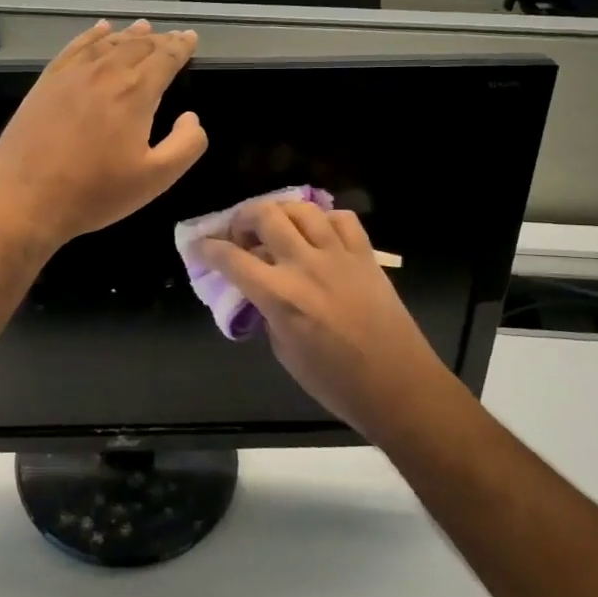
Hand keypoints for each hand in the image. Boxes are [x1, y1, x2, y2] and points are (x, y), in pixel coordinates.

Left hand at [0, 20, 207, 248]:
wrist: (25, 197)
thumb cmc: (95, 192)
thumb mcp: (155, 179)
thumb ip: (186, 145)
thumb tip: (192, 117)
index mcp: (135, 92)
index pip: (165, 58)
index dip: (181, 46)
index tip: (191, 38)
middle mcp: (105, 73)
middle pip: (138, 45)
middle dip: (160, 39)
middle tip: (173, 37)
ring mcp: (72, 74)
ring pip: (108, 43)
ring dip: (130, 34)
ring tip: (144, 27)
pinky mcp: (47, 81)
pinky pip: (75, 47)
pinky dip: (93, 35)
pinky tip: (100, 30)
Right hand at [199, 200, 458, 442]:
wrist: (398, 386)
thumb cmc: (336, 383)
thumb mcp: (285, 352)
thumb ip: (268, 313)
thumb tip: (262, 292)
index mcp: (280, 296)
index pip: (231, 259)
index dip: (208, 249)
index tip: (199, 246)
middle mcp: (305, 266)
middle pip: (265, 216)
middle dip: (242, 218)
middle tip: (240, 234)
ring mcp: (339, 256)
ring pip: (302, 209)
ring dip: (280, 212)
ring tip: (276, 226)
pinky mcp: (366, 256)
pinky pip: (342, 219)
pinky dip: (324, 220)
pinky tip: (319, 234)